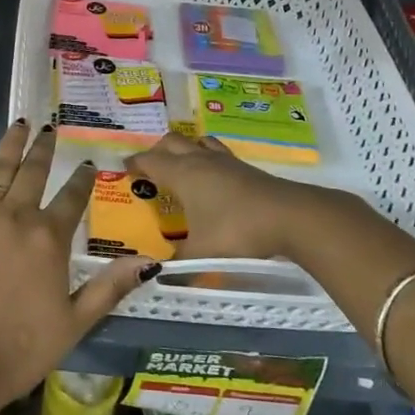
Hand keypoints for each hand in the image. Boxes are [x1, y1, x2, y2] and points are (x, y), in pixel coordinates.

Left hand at [0, 121, 155, 410]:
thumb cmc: (21, 348)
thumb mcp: (75, 323)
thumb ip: (109, 288)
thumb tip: (149, 262)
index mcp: (49, 238)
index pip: (72, 197)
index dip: (82, 179)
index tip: (88, 163)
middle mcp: (16, 217)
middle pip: (32, 171)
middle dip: (44, 147)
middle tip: (50, 128)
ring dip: (11, 145)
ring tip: (20, 124)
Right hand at [126, 131, 373, 264]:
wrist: (290, 216)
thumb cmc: (236, 230)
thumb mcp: (202, 253)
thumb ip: (178, 264)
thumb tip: (156, 273)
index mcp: (181, 173)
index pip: (149, 160)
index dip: (134, 164)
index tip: (124, 172)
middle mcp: (199, 160)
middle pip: (171, 141)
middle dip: (157, 151)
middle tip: (151, 171)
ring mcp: (225, 161)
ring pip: (197, 142)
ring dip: (185, 149)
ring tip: (182, 167)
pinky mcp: (246, 168)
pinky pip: (217, 153)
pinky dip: (207, 159)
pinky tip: (213, 180)